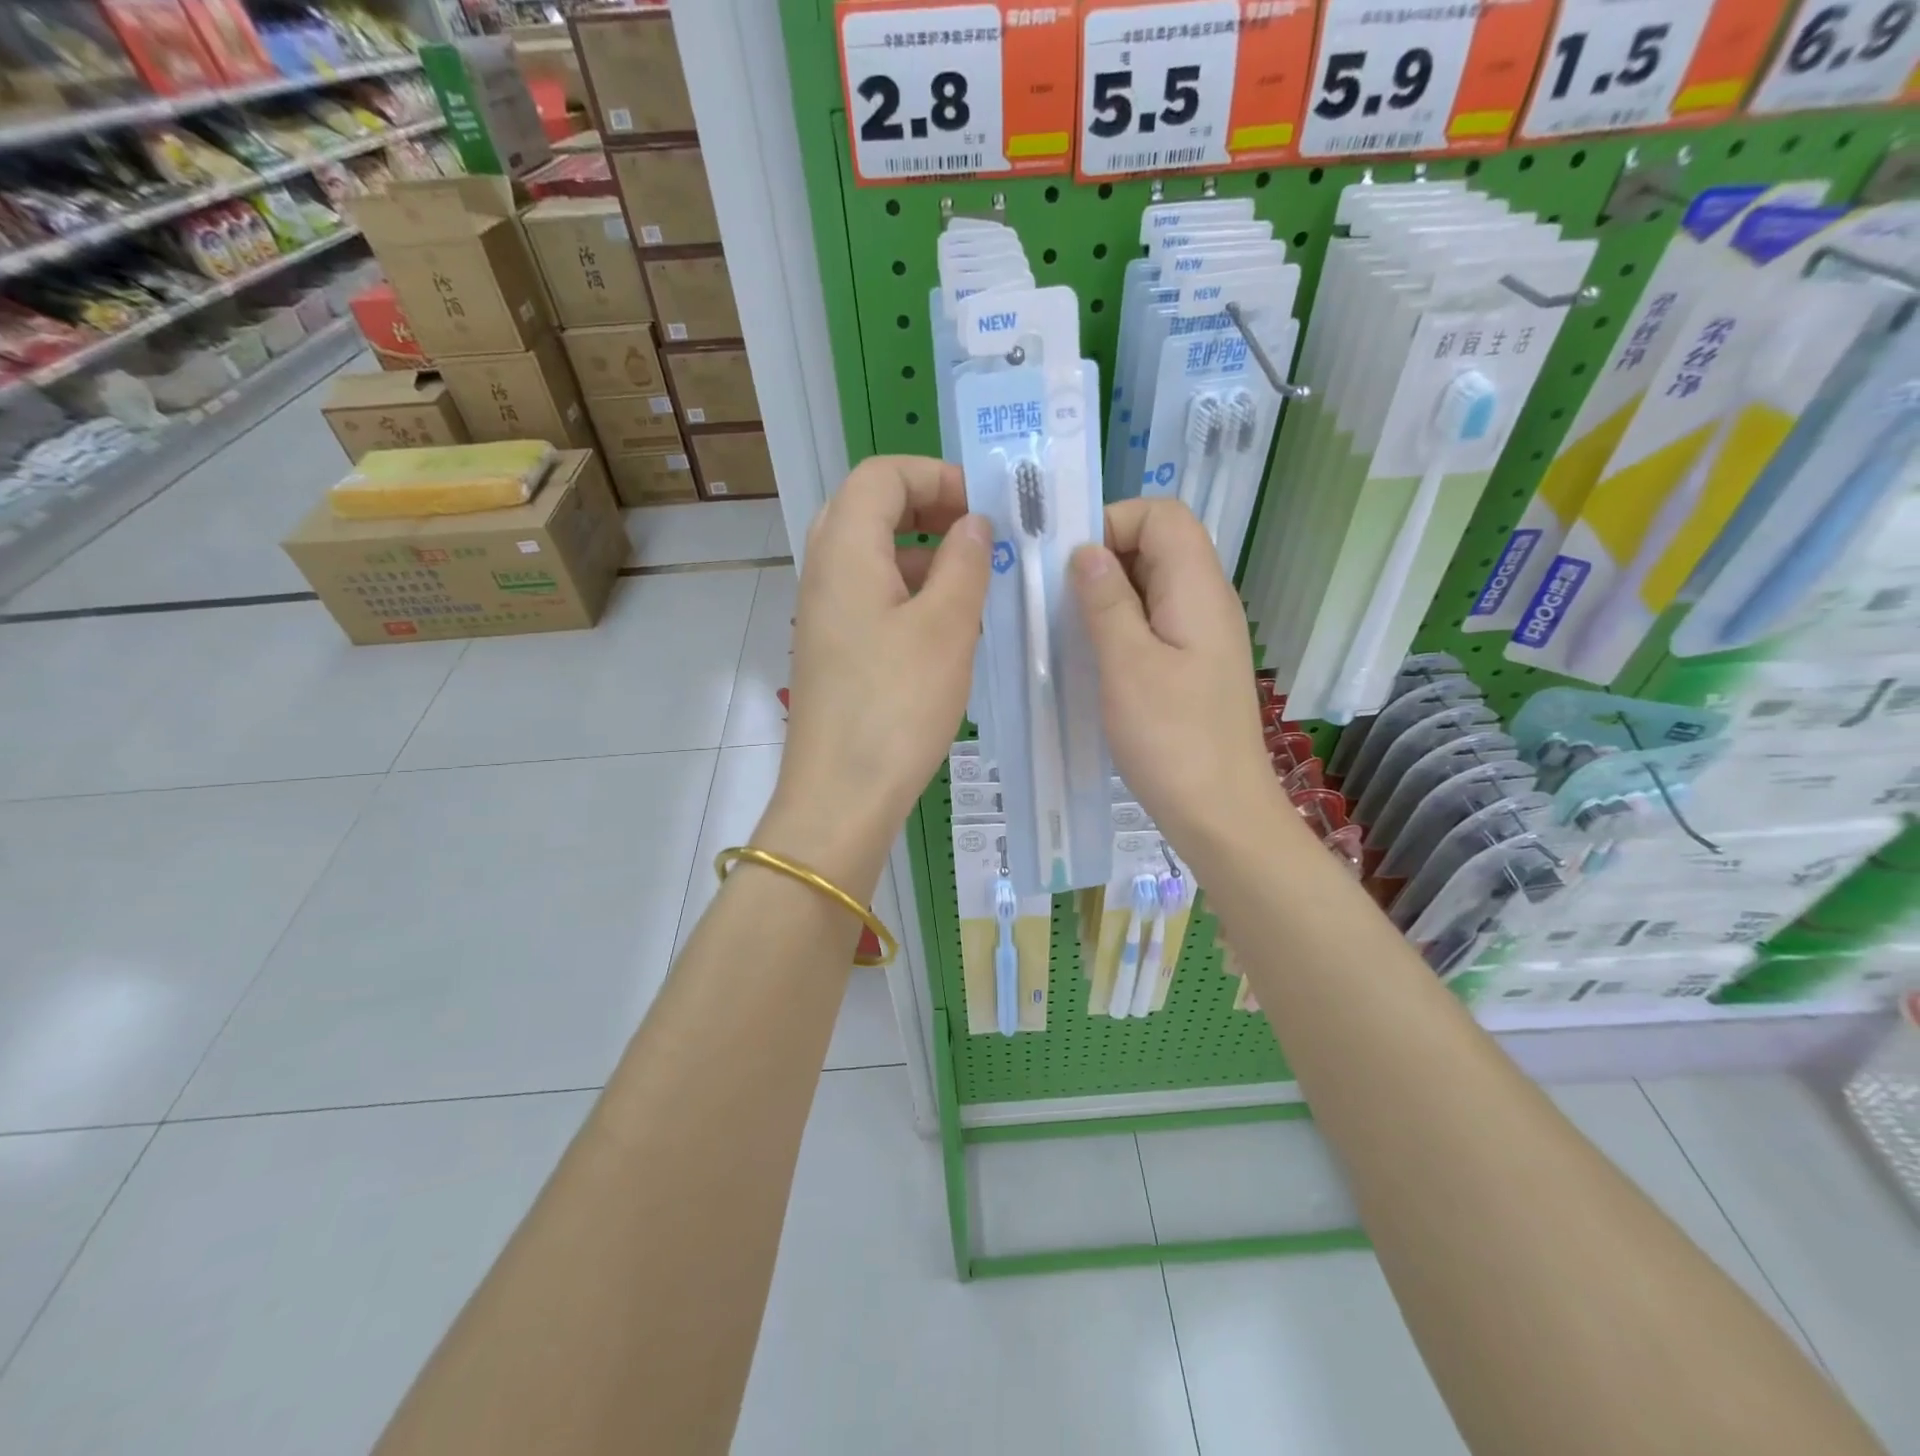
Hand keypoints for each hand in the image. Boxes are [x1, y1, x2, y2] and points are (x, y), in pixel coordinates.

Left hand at [762, 456, 990, 886]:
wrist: (842, 795)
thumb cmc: (897, 705)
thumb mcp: (946, 627)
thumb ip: (964, 563)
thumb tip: (973, 524)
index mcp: (845, 550)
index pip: (880, 474)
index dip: (933, 475)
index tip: (981, 507)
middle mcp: (824, 571)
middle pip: (870, 509)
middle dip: (927, 510)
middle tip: (977, 535)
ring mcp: (824, 613)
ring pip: (873, 557)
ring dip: (923, 556)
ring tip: (975, 587)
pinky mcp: (833, 649)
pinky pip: (872, 598)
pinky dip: (910, 595)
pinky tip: (949, 631)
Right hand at [1069, 499, 1283, 852]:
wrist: (1220, 814)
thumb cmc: (1172, 740)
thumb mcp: (1128, 665)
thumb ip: (1106, 601)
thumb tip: (1087, 550)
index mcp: (1198, 589)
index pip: (1163, 515)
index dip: (1114, 522)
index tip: (1069, 564)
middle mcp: (1207, 601)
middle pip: (1158, 545)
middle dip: (1103, 557)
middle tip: (1055, 597)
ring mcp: (1202, 636)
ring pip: (1152, 586)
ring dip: (1107, 595)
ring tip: (1065, 626)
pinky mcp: (1193, 666)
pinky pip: (1154, 622)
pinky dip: (1120, 625)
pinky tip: (1091, 656)